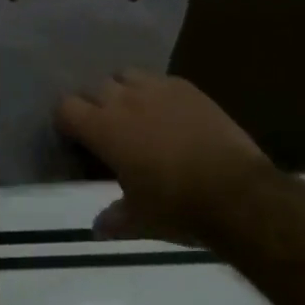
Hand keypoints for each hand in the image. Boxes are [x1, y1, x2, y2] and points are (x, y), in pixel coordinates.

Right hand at [57, 72, 275, 242]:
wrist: (238, 193)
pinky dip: (156, 93)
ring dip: (123, 91)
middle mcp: (124, 100)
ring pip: (126, 75)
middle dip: (93, 105)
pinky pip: (160, 80)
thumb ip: (113, 220)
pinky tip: (168, 114)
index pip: (66, 107)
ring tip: (134, 113)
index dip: (66, 122)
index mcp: (103, 128)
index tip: (75, 139)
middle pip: (94, 87)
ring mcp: (157, 89)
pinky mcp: (187, 88)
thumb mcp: (139, 221)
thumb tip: (97, 229)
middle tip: (105, 130)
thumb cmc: (178, 207)